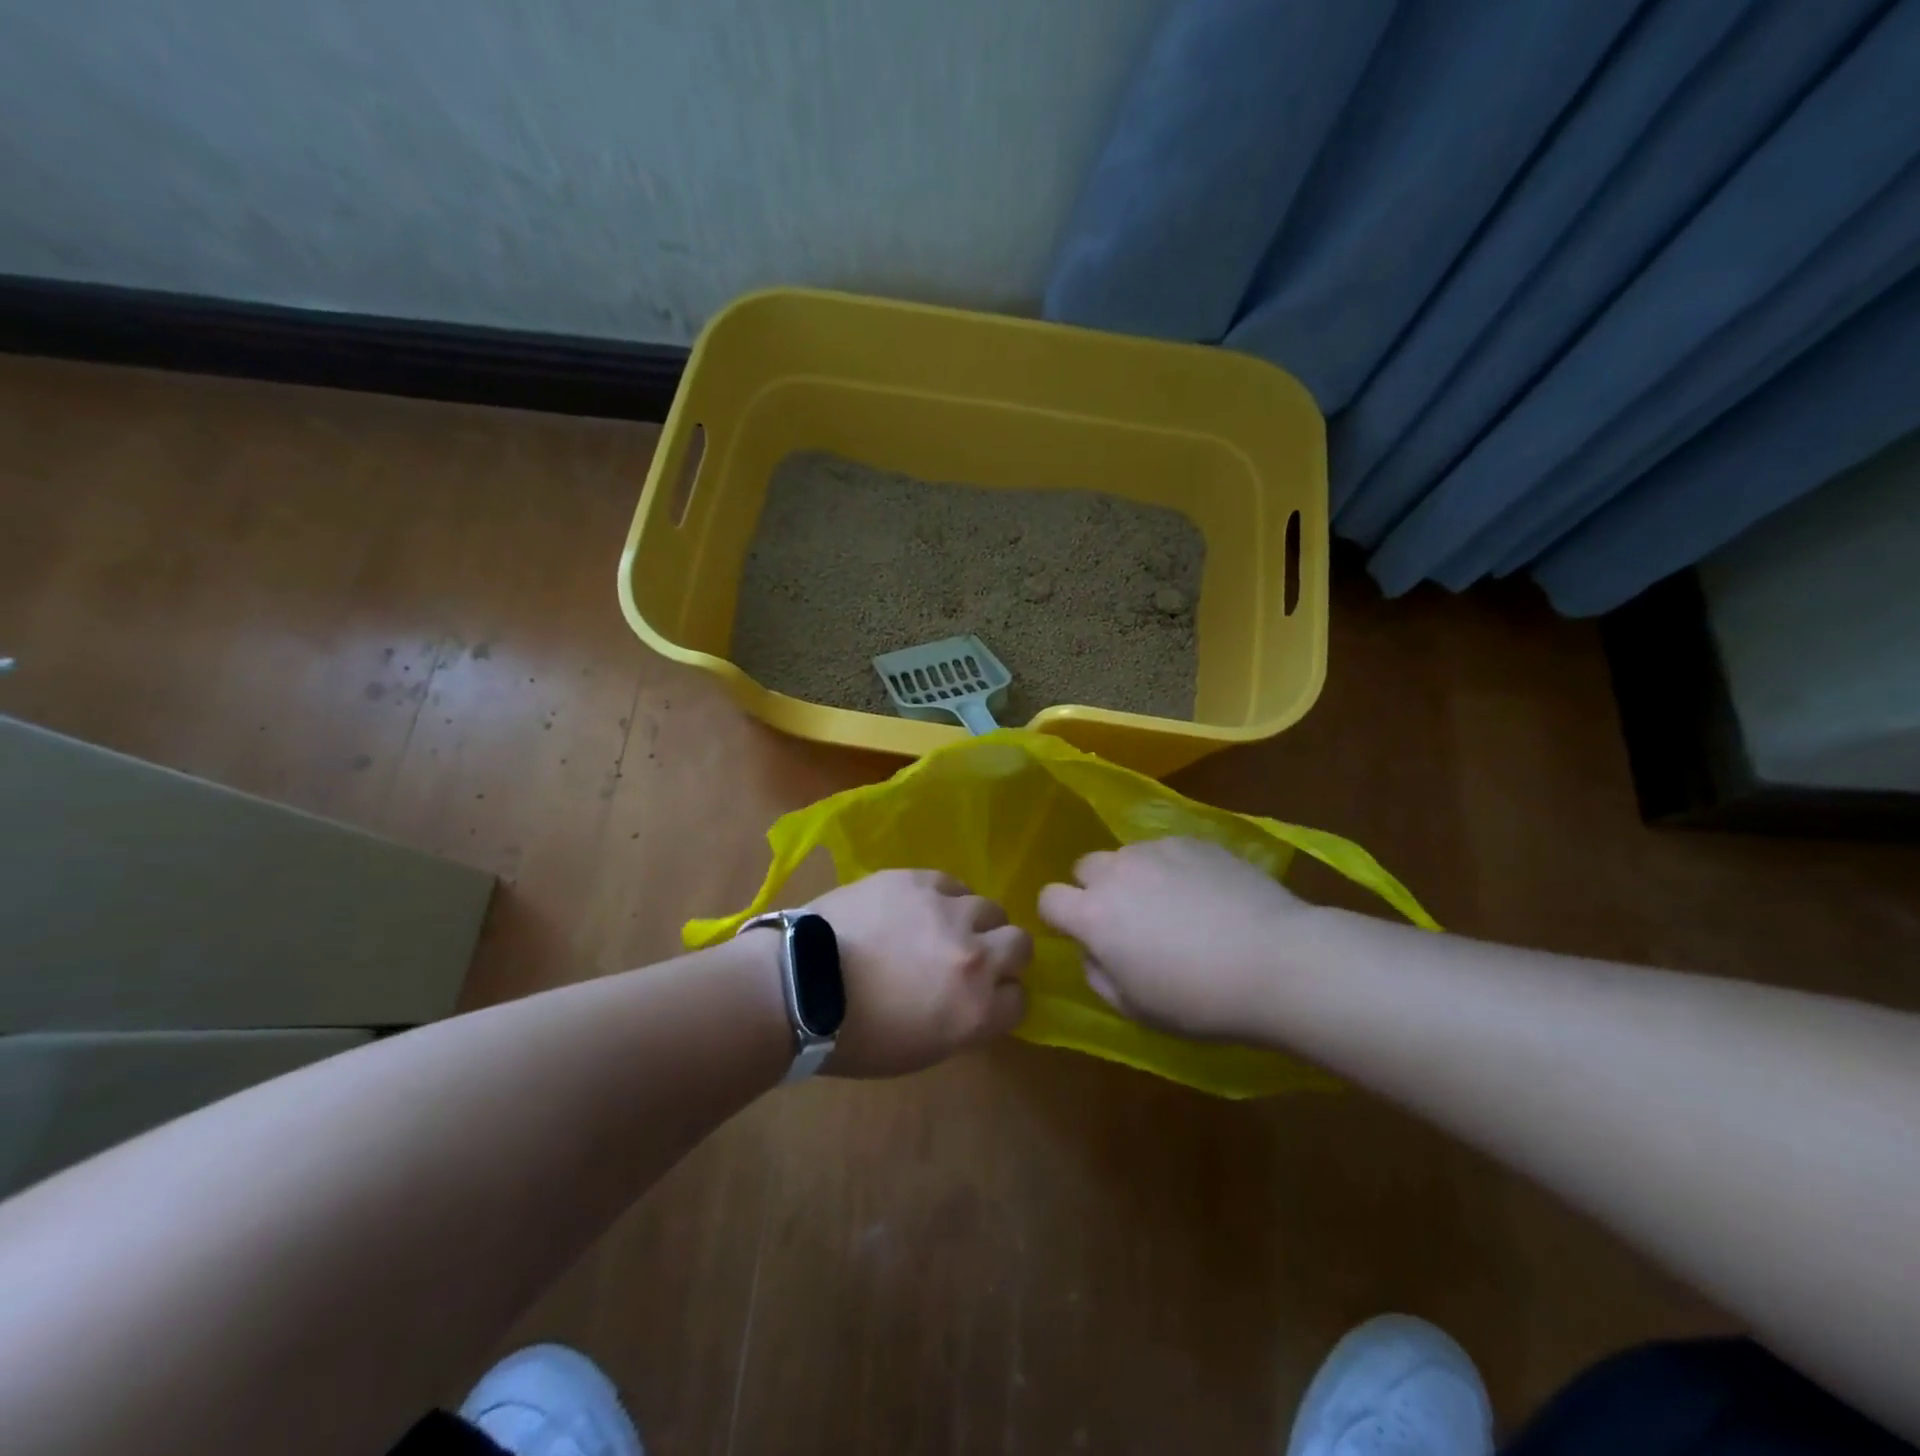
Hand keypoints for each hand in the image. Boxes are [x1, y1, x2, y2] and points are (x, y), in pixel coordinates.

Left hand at [805, 869, 1031, 1077]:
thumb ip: (964, 1021)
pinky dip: (943, 897)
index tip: (985, 997)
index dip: (1002, 998)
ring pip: (989, 906)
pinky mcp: (918, 880)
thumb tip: (976, 999)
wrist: (801, 985)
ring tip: (942, 927)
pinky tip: (919, 907)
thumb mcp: (923, 1049)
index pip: (1020, 999)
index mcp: (976, 1010)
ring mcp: (948, 911)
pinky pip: (951, 883)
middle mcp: (975, 956)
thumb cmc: (855, 1035)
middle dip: (1004, 953)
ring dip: (974, 921)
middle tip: (972, 958)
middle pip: (1020, 944)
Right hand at [1037, 837, 1310, 1040]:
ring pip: (1126, 856)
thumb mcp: (1136, 1008)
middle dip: (1095, 890)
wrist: (1277, 961)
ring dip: (1134, 877)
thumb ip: (1098, 975)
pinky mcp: (1194, 841)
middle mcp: (1117, 871)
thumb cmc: (1199, 999)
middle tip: (1129, 921)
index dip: (1060, 916)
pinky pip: (1166, 851)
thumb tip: (1092, 951)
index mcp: (1093, 915)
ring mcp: (1157, 850)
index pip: (1048, 898)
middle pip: (1085, 867)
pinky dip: (1172, 869)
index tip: (1082, 934)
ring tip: (1173, 906)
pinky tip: (1205, 895)